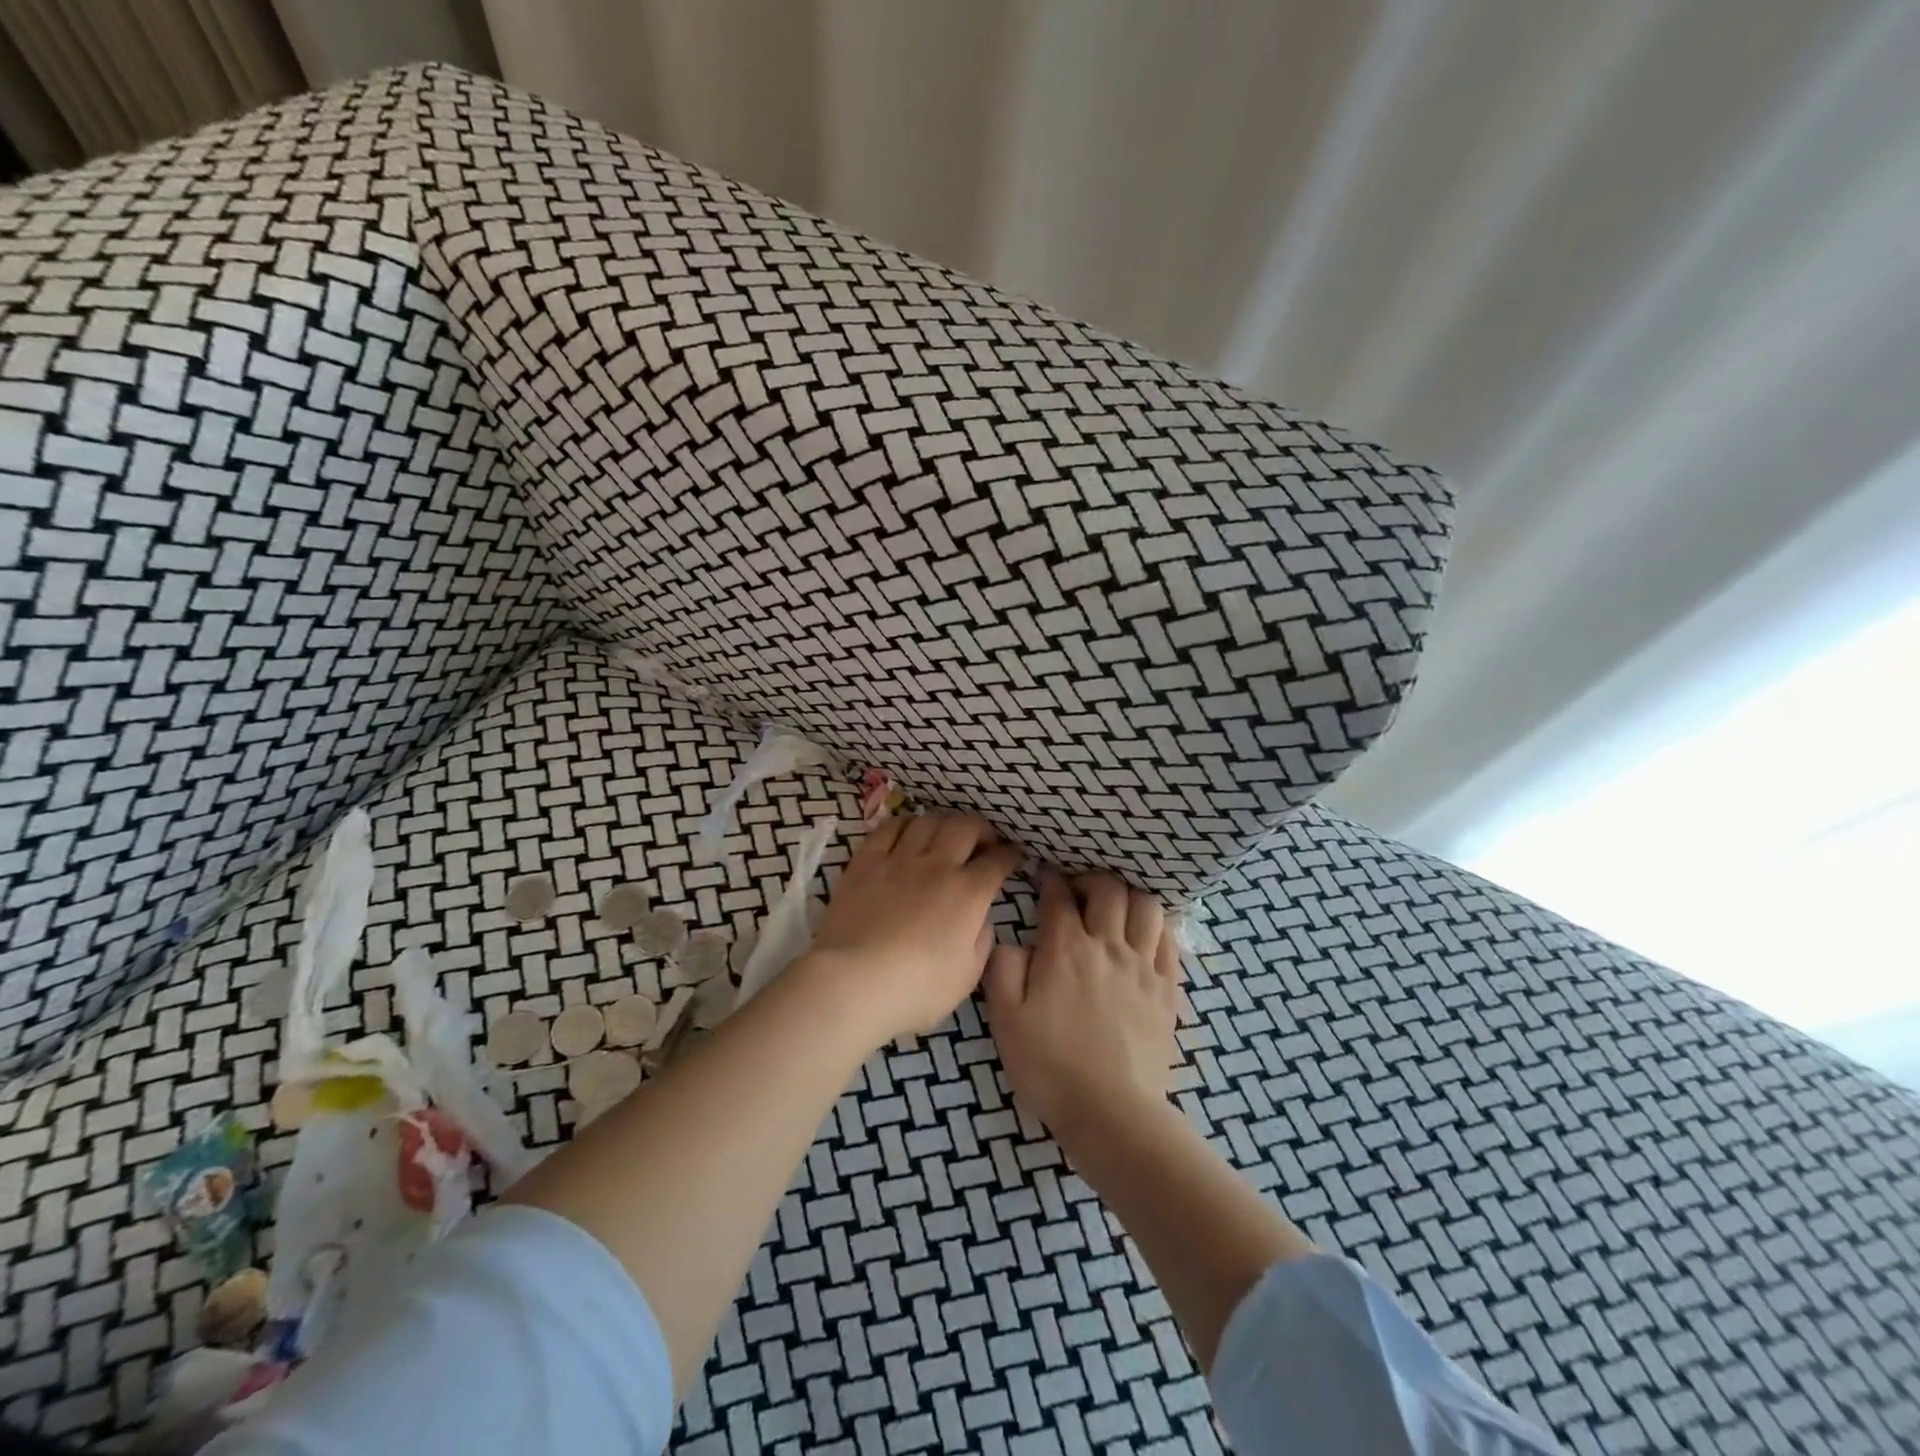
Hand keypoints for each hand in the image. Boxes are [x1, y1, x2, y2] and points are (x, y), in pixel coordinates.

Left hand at [805, 812, 1022, 1043]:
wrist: (854, 982)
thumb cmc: (917, 988)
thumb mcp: (967, 975)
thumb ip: (981, 939)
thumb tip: (980, 917)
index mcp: (968, 893)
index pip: (997, 861)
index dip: (1010, 855)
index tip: (1013, 856)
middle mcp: (937, 865)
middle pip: (965, 827)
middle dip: (981, 829)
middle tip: (982, 841)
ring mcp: (899, 859)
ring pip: (927, 821)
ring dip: (943, 823)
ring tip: (945, 835)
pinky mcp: (865, 862)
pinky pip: (888, 828)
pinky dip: (904, 825)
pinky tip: (907, 832)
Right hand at [986, 869, 1181, 1148]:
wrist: (1112, 1112)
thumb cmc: (1050, 1066)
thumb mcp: (1005, 1019)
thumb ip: (1002, 969)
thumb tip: (1010, 941)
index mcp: (1066, 948)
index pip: (1059, 896)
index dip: (1051, 881)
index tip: (1044, 878)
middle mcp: (1108, 946)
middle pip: (1108, 889)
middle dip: (1090, 881)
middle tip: (1078, 893)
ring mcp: (1143, 967)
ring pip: (1146, 907)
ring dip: (1128, 898)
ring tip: (1114, 911)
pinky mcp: (1168, 990)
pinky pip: (1169, 941)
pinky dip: (1156, 927)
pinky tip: (1144, 936)